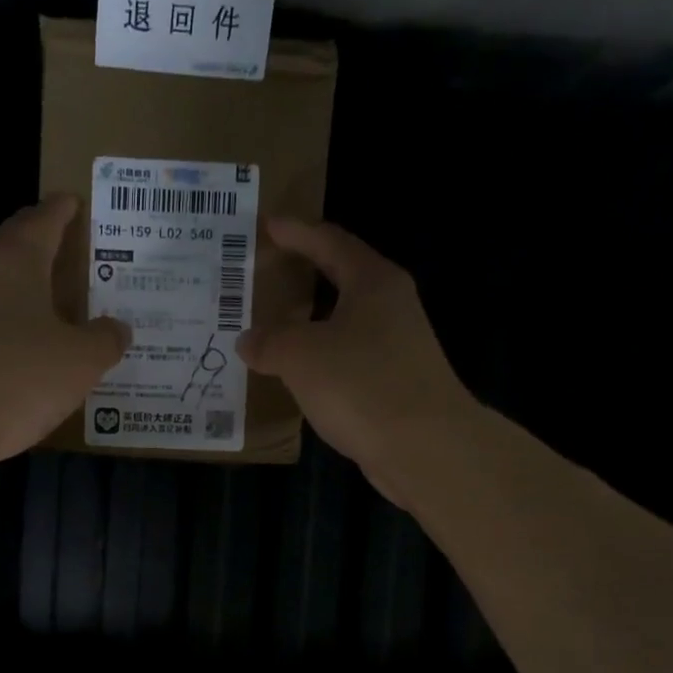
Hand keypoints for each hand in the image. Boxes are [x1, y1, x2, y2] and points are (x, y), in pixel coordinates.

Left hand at [0, 195, 128, 466]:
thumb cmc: (21, 376)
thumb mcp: (81, 360)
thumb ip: (105, 339)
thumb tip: (118, 328)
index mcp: (17, 261)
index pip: (43, 219)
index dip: (63, 210)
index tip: (76, 202)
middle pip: (17, 248)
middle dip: (44, 246)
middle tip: (73, 251)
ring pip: (1, 288)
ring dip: (28, 290)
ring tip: (58, 302)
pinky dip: (13, 326)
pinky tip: (30, 347)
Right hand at [237, 218, 474, 505]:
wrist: (423, 446)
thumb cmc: (362, 384)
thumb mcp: (302, 356)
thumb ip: (270, 341)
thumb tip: (248, 340)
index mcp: (373, 282)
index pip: (330, 242)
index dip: (296, 233)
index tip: (267, 226)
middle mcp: (390, 307)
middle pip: (341, 281)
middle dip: (302, 279)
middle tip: (263, 278)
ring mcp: (396, 348)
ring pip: (343, 325)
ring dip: (308, 326)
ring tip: (270, 331)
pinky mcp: (394, 385)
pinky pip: (346, 362)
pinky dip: (318, 363)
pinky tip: (295, 379)